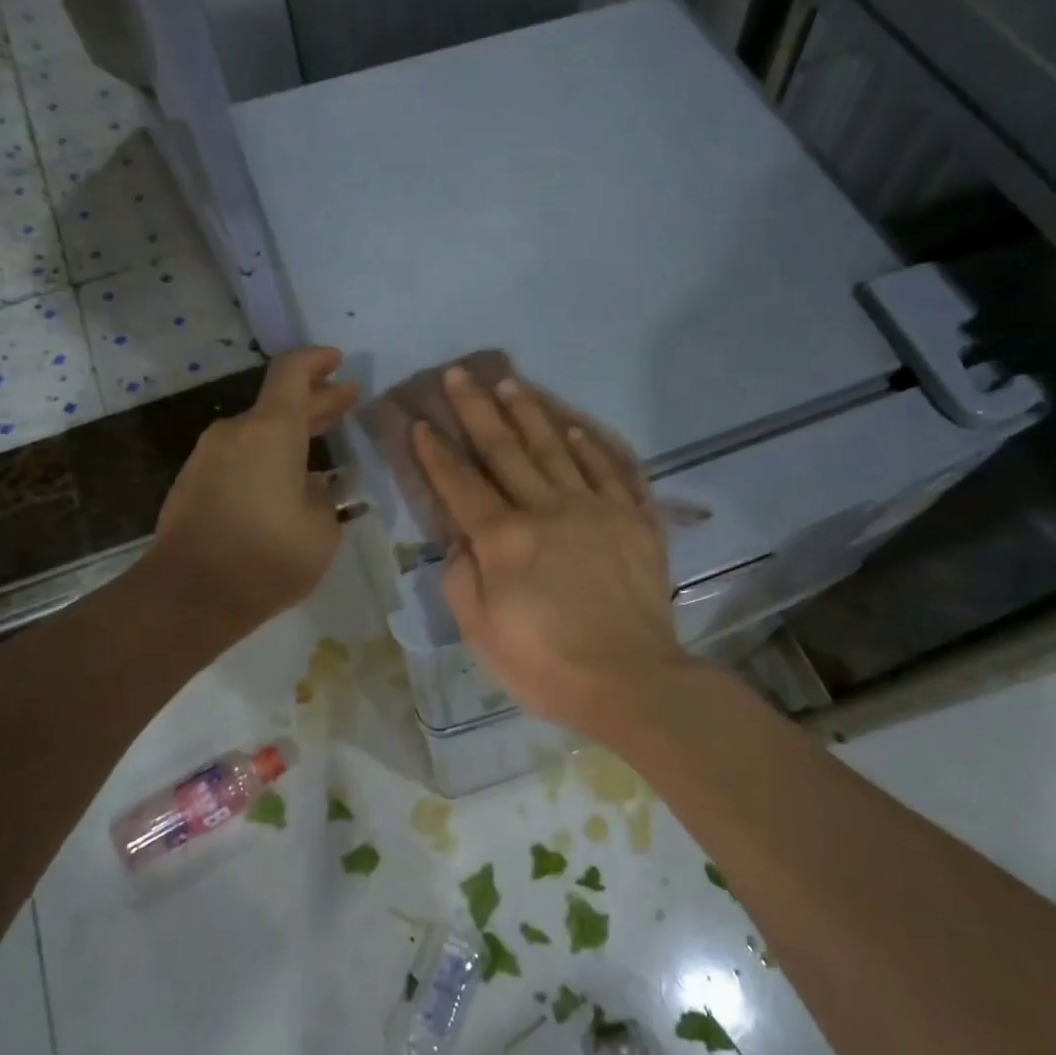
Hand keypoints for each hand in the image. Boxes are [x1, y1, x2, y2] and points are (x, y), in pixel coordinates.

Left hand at [155, 347, 359, 633]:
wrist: (189, 595)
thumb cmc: (267, 557)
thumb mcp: (321, 529)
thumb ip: (322, 496)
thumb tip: (310, 484)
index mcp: (271, 430)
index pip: (293, 372)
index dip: (317, 360)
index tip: (338, 361)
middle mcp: (236, 432)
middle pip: (278, 402)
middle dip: (315, 400)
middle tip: (344, 402)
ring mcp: (208, 457)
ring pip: (258, 432)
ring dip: (290, 433)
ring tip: (320, 444)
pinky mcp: (193, 482)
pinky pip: (239, 457)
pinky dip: (267, 457)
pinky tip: (286, 481)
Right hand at [411, 366, 689, 735]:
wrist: (631, 679)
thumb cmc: (545, 664)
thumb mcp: (481, 633)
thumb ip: (463, 578)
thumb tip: (461, 540)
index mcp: (503, 539)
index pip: (461, 484)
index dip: (437, 453)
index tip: (421, 423)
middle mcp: (546, 509)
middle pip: (505, 450)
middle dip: (477, 411)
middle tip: (460, 375)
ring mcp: (595, 509)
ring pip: (556, 449)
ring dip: (530, 413)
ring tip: (511, 383)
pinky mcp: (634, 520)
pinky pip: (610, 470)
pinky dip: (591, 446)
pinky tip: (575, 428)